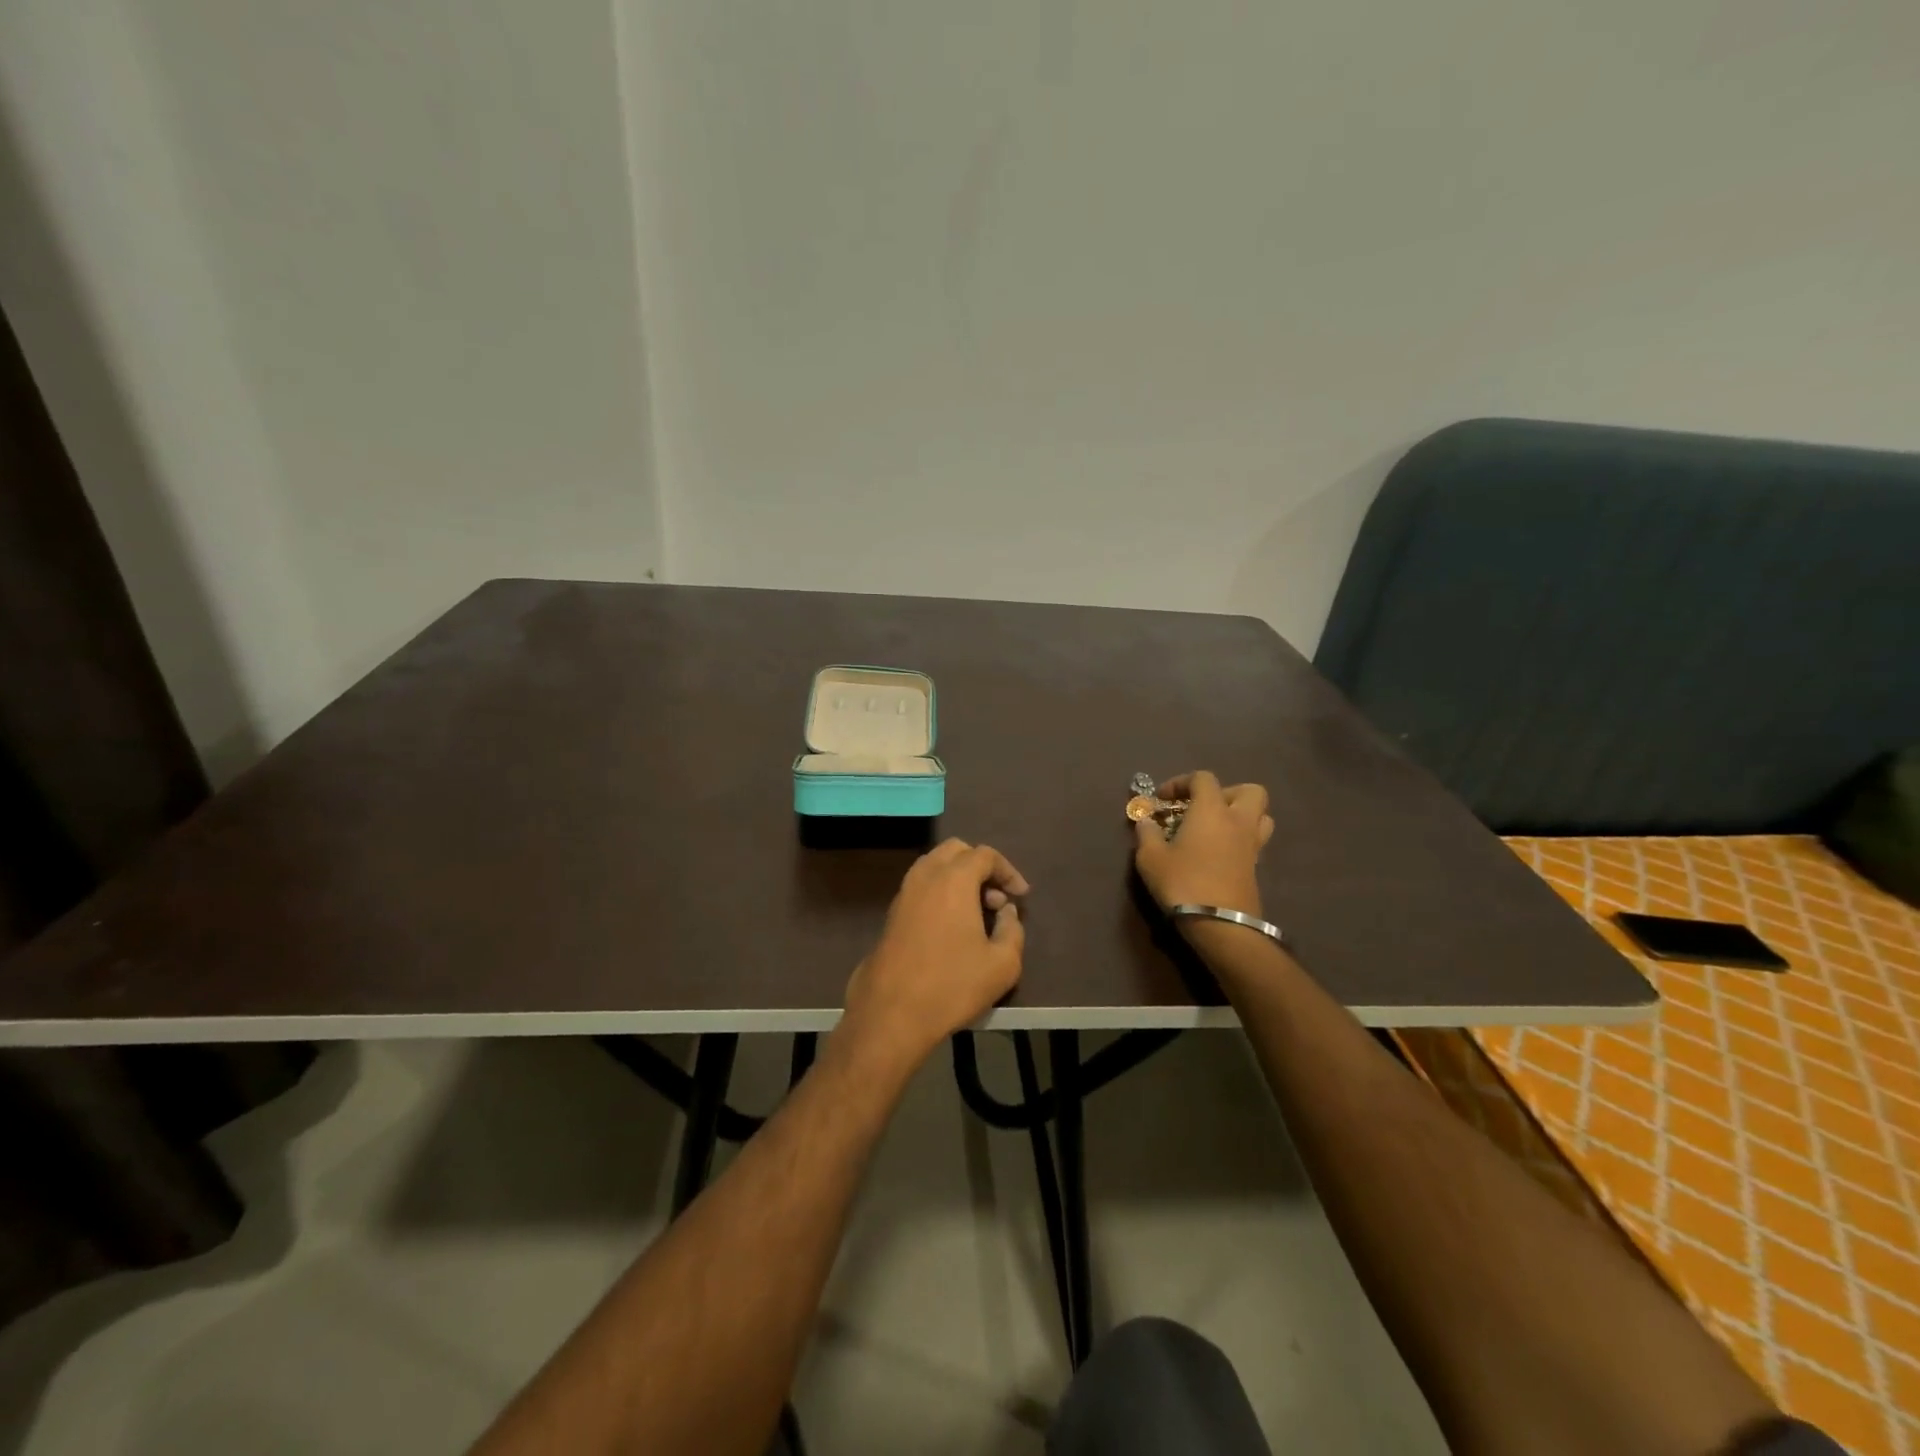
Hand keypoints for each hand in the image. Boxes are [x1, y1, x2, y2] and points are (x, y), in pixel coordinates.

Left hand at [838, 839, 1028, 1077]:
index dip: (1008, 871)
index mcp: (954, 878)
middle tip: (996, 899)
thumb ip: (1013, 930)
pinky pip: (921, 887)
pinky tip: (951, 926)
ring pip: (934, 866)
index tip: (1021, 895)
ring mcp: (903, 893)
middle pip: (956, 851)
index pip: (985, 855)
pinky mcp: (891, 914)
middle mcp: (925, 876)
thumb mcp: (1002, 964)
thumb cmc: (952, 985)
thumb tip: (1006, 912)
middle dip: (980, 867)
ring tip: (976, 912)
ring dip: (958, 878)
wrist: (891, 1013)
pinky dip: (940, 892)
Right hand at [1132, 772, 1273, 922]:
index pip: (1203, 778)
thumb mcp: (1150, 857)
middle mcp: (1238, 821)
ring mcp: (1252, 845)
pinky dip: (1238, 840)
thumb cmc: (1182, 883)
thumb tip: (1145, 821)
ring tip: (1214, 829)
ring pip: (1260, 816)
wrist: (1220, 925)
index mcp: (1212, 810)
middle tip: (1202, 808)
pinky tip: (1216, 854)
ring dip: (1240, 815)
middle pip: (1249, 791)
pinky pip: (1253, 841)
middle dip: (1226, 793)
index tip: (1163, 799)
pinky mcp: (1256, 868)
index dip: (1181, 782)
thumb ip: (1147, 834)